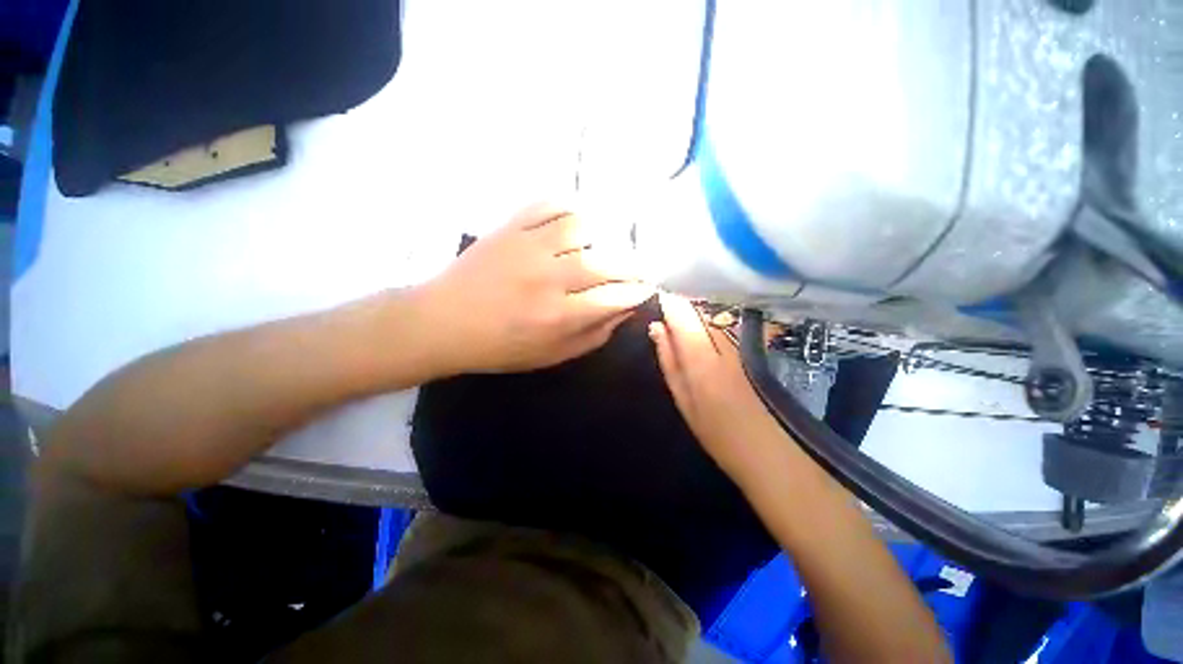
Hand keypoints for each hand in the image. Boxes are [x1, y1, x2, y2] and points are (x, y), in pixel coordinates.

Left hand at [420, 202, 654, 374]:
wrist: (444, 322)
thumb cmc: (500, 347)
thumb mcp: (551, 355)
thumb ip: (593, 335)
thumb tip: (624, 311)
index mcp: (558, 317)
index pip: (615, 296)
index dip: (638, 291)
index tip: (646, 288)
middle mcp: (549, 278)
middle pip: (607, 262)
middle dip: (633, 265)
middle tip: (636, 269)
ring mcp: (528, 247)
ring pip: (582, 227)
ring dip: (603, 236)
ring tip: (604, 246)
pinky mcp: (510, 227)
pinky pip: (549, 205)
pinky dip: (569, 207)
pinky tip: (576, 222)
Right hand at [649, 293, 786, 480]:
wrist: (771, 453)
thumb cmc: (718, 434)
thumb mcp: (684, 401)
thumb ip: (669, 360)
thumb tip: (656, 327)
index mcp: (701, 360)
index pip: (682, 314)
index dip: (669, 299)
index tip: (658, 293)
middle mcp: (724, 343)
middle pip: (701, 307)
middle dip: (684, 299)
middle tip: (669, 299)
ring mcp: (744, 344)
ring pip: (717, 311)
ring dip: (700, 305)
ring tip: (686, 305)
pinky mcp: (756, 347)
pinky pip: (730, 321)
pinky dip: (716, 315)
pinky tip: (710, 318)